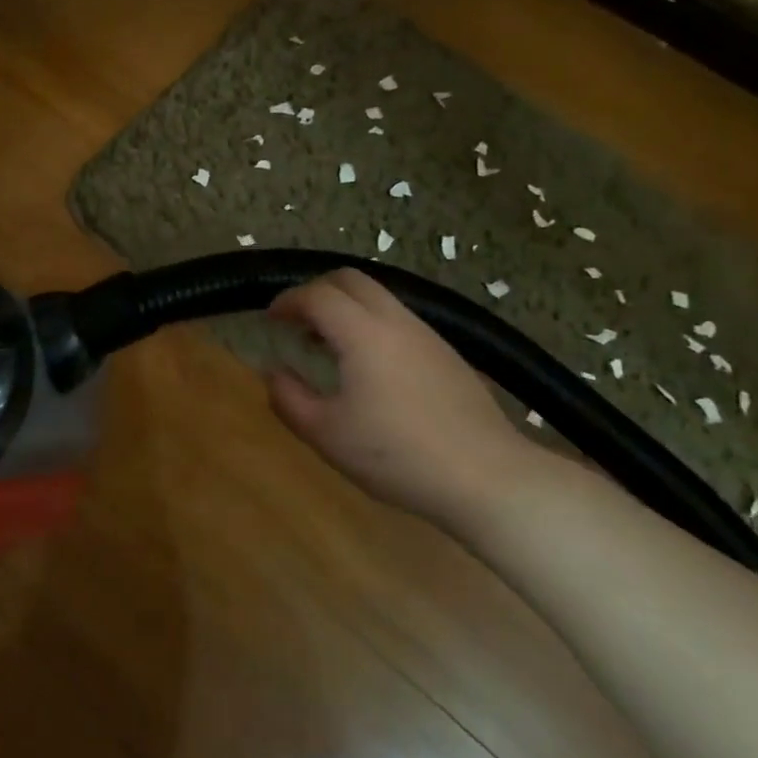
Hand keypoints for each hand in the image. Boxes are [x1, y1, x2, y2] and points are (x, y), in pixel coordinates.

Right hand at [265, 268, 557, 531]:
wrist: (487, 477)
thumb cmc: (398, 455)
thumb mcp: (327, 435)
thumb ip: (289, 399)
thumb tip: (274, 372)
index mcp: (363, 333)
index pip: (317, 295)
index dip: (288, 301)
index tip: (270, 319)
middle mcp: (396, 321)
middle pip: (351, 280)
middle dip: (317, 291)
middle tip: (297, 321)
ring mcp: (428, 335)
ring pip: (379, 297)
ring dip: (346, 308)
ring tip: (328, 345)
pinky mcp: (448, 354)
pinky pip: (399, 320)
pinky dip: (371, 325)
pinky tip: (369, 368)